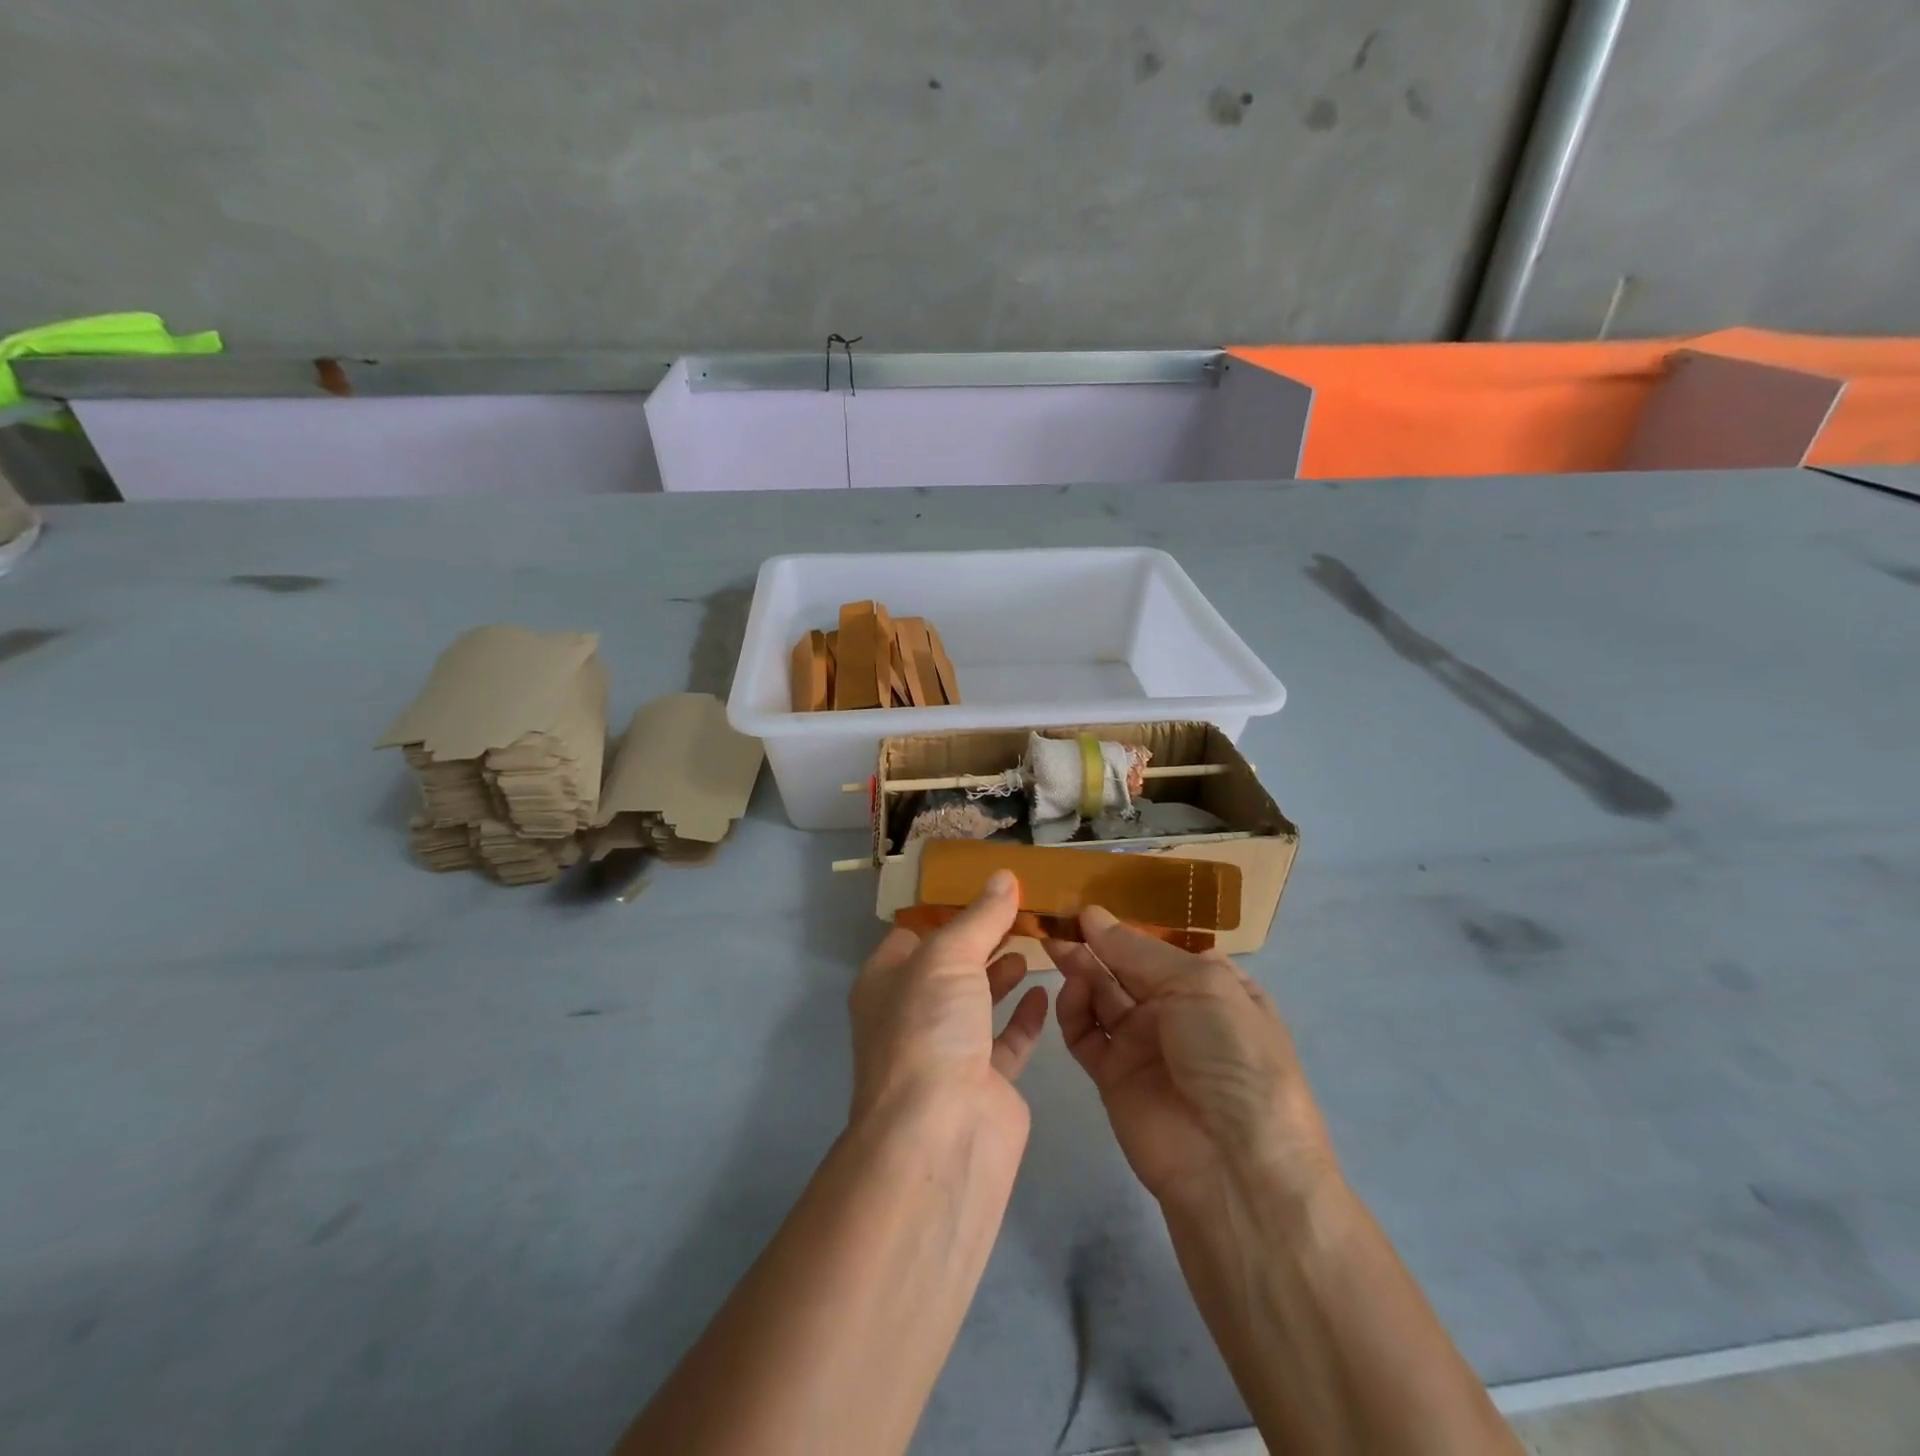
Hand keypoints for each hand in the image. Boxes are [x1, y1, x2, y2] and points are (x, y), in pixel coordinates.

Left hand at [849, 870, 1049, 1126]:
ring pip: (977, 1001)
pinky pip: (1007, 1040)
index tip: (985, 889)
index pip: (912, 934)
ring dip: (1001, 973)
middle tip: (1021, 911)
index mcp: (886, 982)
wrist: (942, 1134)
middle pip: (949, 966)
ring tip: (1033, 944)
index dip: (945, 911)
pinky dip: (1024, 1016)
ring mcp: (948, 1051)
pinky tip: (1046, 991)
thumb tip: (1003, 876)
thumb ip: (980, 917)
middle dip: (981, 939)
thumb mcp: (949, 956)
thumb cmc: (929, 1028)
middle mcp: (912, 1015)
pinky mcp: (985, 1082)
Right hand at [1049, 908, 1337, 1208]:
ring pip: (1102, 995)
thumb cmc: (1231, 1056)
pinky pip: (1086, 1034)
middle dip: (1094, 944)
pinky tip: (1070, 993)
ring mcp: (1144, 1045)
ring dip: (1080, 970)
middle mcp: (1177, 1011)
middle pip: (1125, 967)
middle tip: (1056, 922)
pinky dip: (1073, 1011)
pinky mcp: (1114, 1076)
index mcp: (1211, 985)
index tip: (1085, 904)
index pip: (1160, 945)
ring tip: (1056, 949)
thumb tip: (1092, 914)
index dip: (1125, 925)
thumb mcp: (1200, 986)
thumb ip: (1137, 950)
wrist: (1234, 1167)